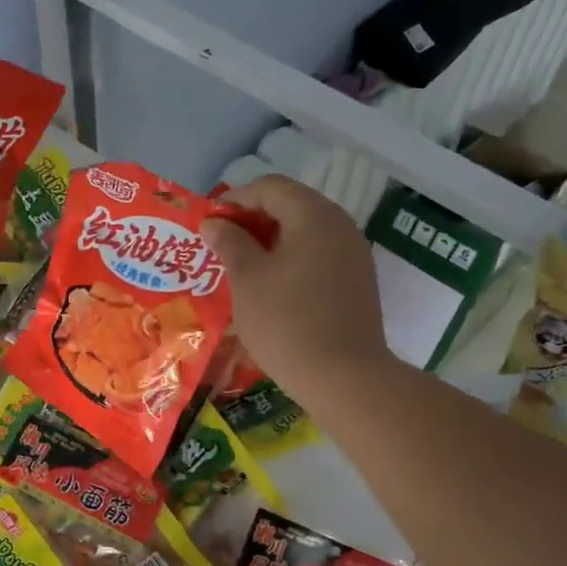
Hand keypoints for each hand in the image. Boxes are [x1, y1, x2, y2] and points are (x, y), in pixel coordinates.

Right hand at [201, 175, 389, 408]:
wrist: (345, 378)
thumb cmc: (287, 323)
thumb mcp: (248, 279)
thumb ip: (230, 243)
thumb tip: (213, 223)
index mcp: (314, 216)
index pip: (269, 187)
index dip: (234, 200)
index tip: (209, 226)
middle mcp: (340, 225)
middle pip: (290, 205)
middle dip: (252, 221)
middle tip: (221, 247)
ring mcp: (353, 255)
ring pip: (305, 232)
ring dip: (270, 242)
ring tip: (241, 269)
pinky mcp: (357, 282)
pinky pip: (318, 256)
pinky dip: (291, 261)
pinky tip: (271, 289)